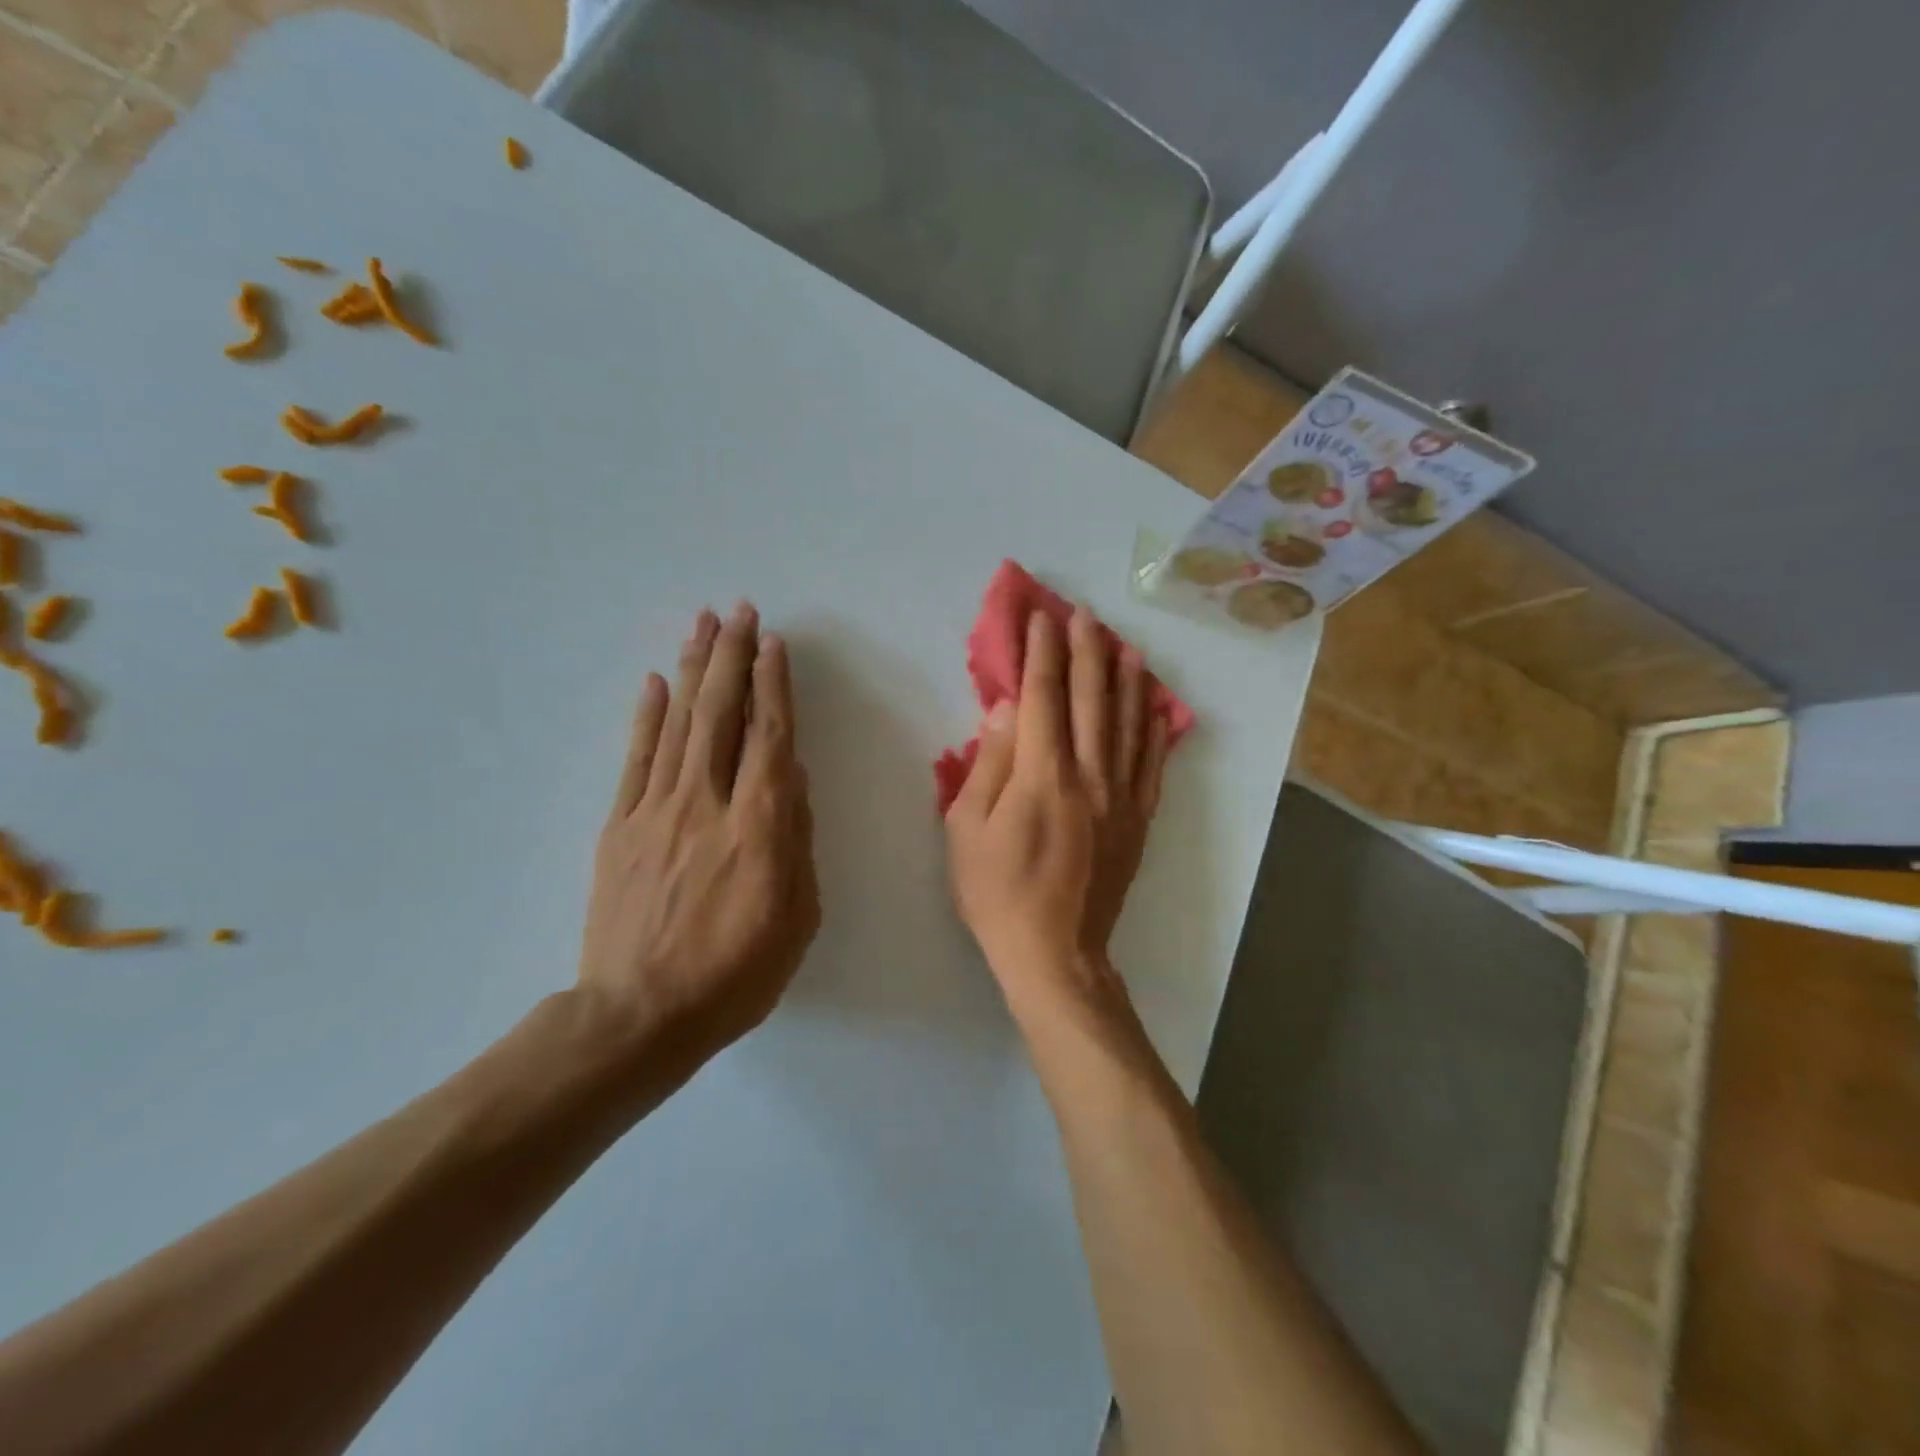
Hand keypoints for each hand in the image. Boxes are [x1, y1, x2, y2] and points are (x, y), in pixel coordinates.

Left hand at [577, 602, 819, 1068]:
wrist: (639, 1016)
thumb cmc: (736, 973)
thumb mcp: (797, 916)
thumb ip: (797, 839)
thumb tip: (793, 779)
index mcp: (759, 825)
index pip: (770, 737)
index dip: (774, 685)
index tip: (774, 644)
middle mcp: (708, 803)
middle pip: (721, 715)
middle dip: (732, 657)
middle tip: (739, 611)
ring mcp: (657, 811)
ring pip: (679, 724)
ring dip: (694, 671)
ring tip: (703, 625)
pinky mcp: (620, 827)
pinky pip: (636, 760)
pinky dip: (647, 717)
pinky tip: (656, 683)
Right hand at [944, 607, 1169, 1011]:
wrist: (1056, 951)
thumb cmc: (998, 892)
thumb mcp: (967, 829)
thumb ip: (990, 763)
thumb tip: (1008, 709)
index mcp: (1042, 774)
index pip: (1044, 695)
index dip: (1042, 652)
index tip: (1041, 618)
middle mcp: (1090, 774)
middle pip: (1091, 697)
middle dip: (1087, 650)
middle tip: (1084, 614)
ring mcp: (1122, 795)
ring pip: (1128, 722)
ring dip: (1126, 677)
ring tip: (1125, 644)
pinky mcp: (1139, 818)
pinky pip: (1152, 762)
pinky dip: (1154, 727)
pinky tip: (1155, 704)